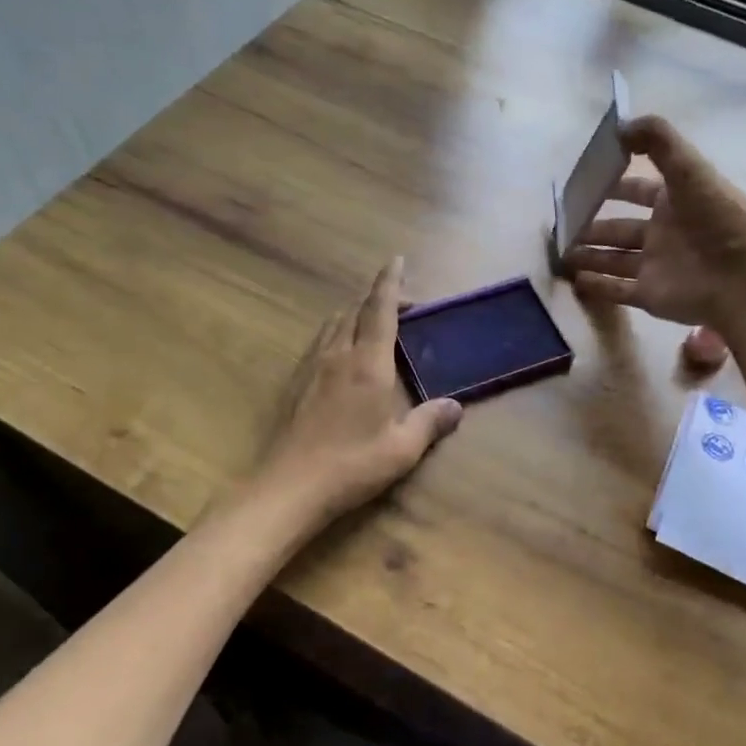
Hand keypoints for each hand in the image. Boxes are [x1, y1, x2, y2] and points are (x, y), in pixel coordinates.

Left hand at [255, 257, 463, 524]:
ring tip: (372, 322)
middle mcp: (338, 355)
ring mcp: (311, 367)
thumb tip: (456, 407)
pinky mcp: (295, 382)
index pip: (380, 309)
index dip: (389, 283)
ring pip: (333, 323)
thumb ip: (429, 422)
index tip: (395, 259)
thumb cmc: (352, 465)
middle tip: (401, 304)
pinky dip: (337, 332)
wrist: (290, 486)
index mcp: (368, 364)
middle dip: (377, 298)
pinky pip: (319, 342)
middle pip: (355, 310)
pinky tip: (342, 353)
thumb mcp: (402, 449)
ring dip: (354, 313)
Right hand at [563, 115, 745, 340]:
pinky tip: (572, 279)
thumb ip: (658, 142)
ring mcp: (656, 266)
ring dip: (587, 255)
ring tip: (558, 253)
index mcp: (676, 201)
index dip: (613, 184)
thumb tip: (619, 125)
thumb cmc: (719, 220)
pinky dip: (595, 285)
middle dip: (591, 225)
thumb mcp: (691, 169)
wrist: (744, 281)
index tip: (582, 182)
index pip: (638, 190)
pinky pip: (616, 290)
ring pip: (613, 259)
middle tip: (560, 224)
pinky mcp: (650, 295)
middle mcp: (664, 233)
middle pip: (619, 228)